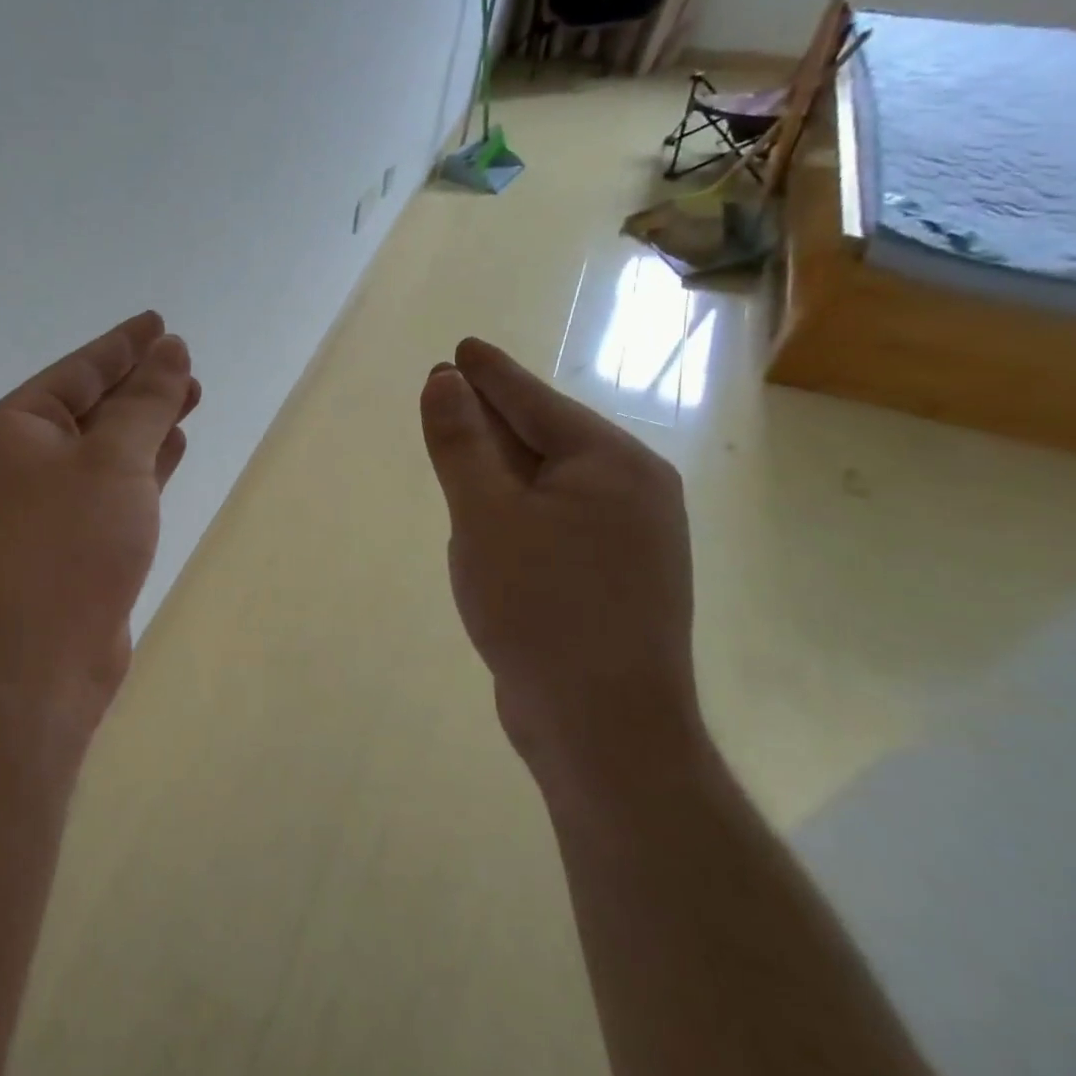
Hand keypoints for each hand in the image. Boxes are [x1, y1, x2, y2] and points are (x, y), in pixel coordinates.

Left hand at [0, 311, 198, 732]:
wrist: (39, 663)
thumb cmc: (70, 546)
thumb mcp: (114, 460)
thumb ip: (145, 402)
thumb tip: (170, 350)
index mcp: (11, 429)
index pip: (77, 371)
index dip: (123, 344)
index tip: (160, 323)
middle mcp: (18, 462)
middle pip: (90, 406)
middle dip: (140, 385)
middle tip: (188, 365)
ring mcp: (41, 506)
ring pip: (104, 447)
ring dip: (146, 424)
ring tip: (191, 397)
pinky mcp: (68, 541)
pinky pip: (110, 486)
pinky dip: (142, 466)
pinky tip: (174, 448)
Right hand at [419, 338, 701, 791]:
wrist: (602, 727)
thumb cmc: (540, 608)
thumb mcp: (485, 517)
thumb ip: (461, 444)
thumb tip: (443, 381)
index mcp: (611, 465)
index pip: (536, 401)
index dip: (490, 373)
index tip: (461, 348)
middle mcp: (632, 493)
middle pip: (546, 437)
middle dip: (494, 414)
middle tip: (449, 386)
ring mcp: (629, 539)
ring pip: (548, 482)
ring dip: (503, 463)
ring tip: (463, 438)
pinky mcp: (612, 578)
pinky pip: (554, 520)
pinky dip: (517, 506)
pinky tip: (490, 510)